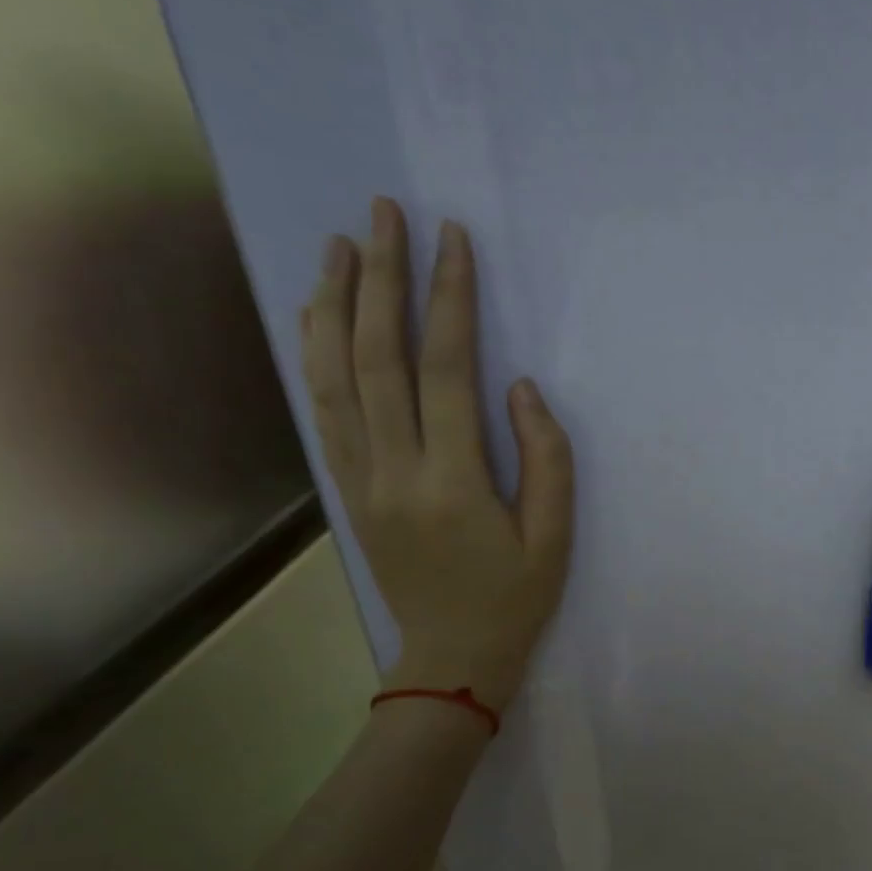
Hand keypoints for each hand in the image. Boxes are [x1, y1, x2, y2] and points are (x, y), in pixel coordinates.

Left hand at [300, 198, 573, 707]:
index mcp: (452, 481)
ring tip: (339, 245)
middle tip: (382, 214)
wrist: (452, 657)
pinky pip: (325, 410)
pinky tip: (318, 317)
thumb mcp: (554, 536)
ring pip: (335, 377)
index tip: (452, 240)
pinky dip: (317, 355)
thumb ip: (545, 458)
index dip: (449, 300)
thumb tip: (518, 386)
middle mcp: (394, 470)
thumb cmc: (515, 598)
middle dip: (379, 278)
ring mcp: (360, 479)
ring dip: (334, 305)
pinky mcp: (349, 488)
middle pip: (376, 357)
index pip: (446, 370)